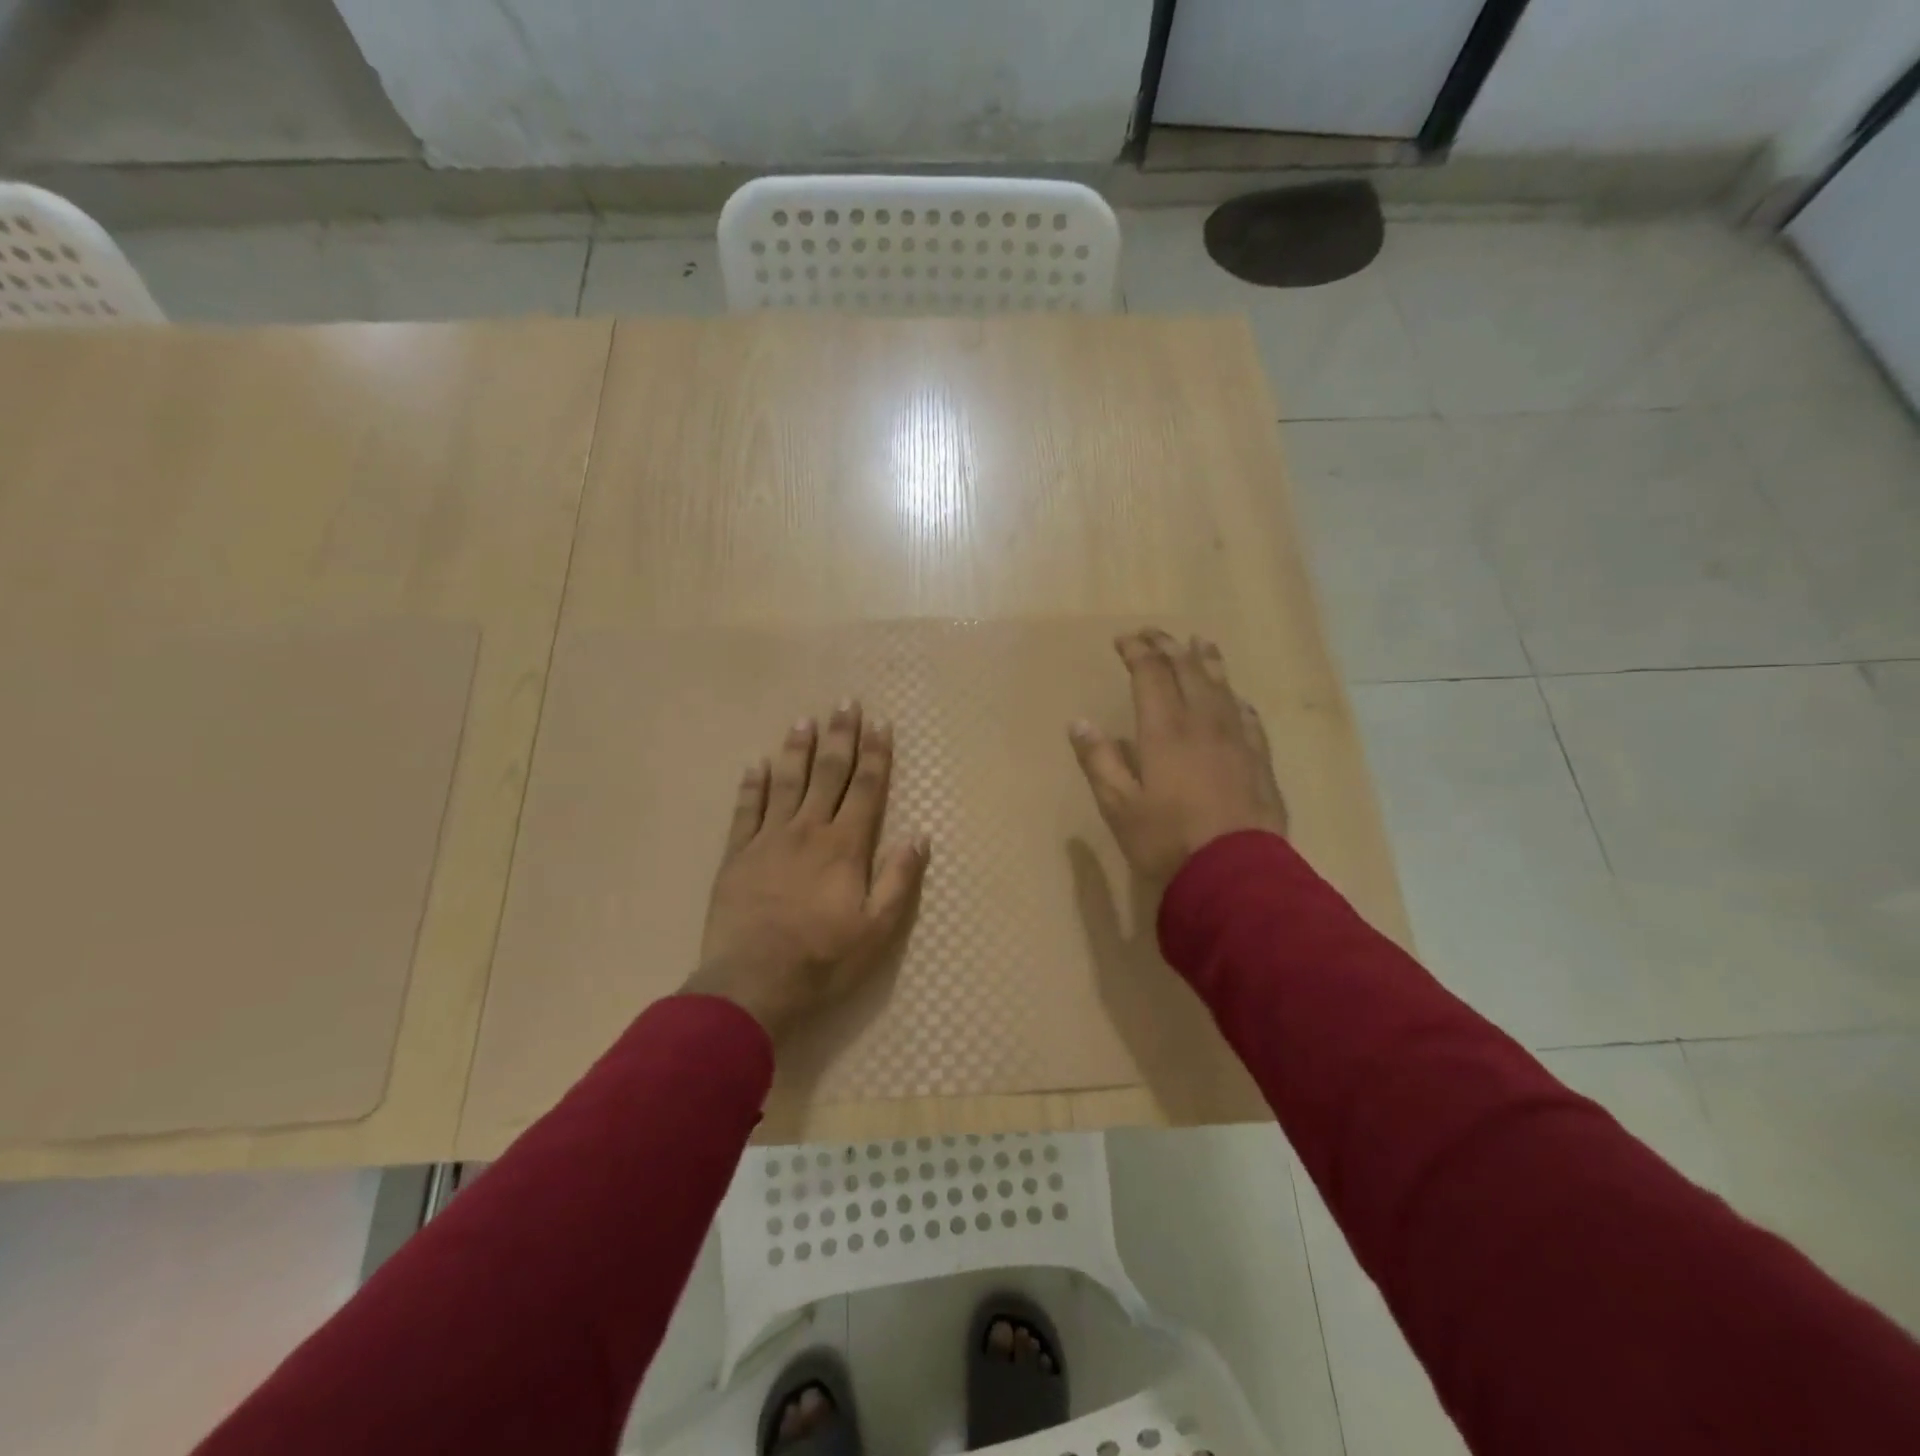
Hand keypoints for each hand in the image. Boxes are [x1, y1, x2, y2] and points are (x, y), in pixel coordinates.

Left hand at [685, 702, 929, 1040]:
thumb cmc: (823, 959)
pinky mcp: (737, 855)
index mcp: (844, 846)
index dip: (876, 754)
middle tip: (844, 703)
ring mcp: (768, 840)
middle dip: (840, 737)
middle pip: (828, 774)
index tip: (880, 724)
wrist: (752, 983)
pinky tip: (756, 765)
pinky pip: (745, 810)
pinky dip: (752, 786)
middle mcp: (807, 830)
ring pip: (786, 783)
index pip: (866, 789)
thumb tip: (919, 836)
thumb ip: (898, 879)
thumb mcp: (877, 929)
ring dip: (797, 750)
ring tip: (803, 721)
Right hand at [1069, 629, 1287, 885]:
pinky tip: (1237, 700)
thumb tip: (1079, 723)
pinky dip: (1237, 701)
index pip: (1151, 674)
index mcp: (1165, 730)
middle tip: (1154, 634)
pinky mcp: (1259, 761)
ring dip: (1207, 662)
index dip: (1137, 652)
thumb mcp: (1118, 806)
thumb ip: (1099, 761)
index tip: (1124, 639)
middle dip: (1168, 647)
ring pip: (1222, 688)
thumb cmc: (1167, 840)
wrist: (1235, 873)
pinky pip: (1249, 718)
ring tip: (1201, 643)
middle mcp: (1203, 723)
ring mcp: (1237, 740)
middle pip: (1188, 671)